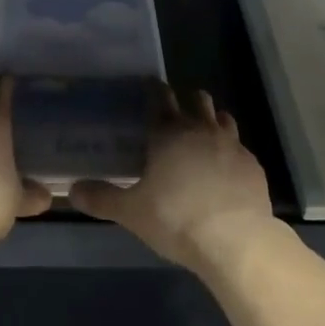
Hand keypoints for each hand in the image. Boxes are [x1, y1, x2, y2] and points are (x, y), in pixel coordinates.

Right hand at [69, 86, 276, 274]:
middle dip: (187, 99)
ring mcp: (231, 145)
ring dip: (212, 119)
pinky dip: (230, 151)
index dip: (154, 90)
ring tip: (203, 132)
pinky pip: (240, 148)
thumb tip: (72, 189)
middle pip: (197, 100)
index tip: (150, 85)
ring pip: (222, 117)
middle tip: (175, 110)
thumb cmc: (177, 219)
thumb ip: (102, 198)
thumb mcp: (132, 212)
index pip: (160, 99)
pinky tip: (225, 169)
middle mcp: (201, 129)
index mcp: (168, 133)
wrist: (236, 240)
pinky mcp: (252, 165)